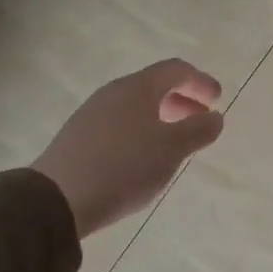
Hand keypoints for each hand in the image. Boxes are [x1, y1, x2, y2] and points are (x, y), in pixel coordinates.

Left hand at [33, 58, 223, 236]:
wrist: (55, 201)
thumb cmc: (124, 167)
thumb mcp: (172, 149)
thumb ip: (199, 130)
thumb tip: (215, 117)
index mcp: (138, 87)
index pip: (176, 70)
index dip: (201, 82)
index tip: (217, 101)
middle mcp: (113, 92)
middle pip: (155, 85)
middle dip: (182, 100)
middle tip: (199, 121)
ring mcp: (91, 114)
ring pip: (136, 106)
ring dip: (161, 117)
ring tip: (173, 143)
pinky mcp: (77, 138)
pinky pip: (119, 123)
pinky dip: (140, 130)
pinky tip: (142, 158)